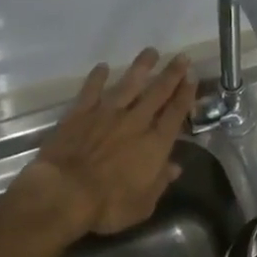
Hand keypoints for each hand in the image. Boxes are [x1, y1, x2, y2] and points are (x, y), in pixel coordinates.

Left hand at [12, 50, 196, 239]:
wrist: (64, 193)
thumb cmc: (108, 205)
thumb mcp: (143, 204)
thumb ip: (160, 182)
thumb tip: (175, 167)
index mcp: (154, 144)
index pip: (175, 113)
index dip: (186, 94)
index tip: (192, 77)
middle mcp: (135, 121)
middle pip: (157, 92)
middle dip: (171, 74)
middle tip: (181, 56)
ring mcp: (107, 114)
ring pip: (128, 84)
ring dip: (141, 67)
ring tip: (151, 52)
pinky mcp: (80, 113)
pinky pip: (91, 91)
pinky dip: (97, 78)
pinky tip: (103, 67)